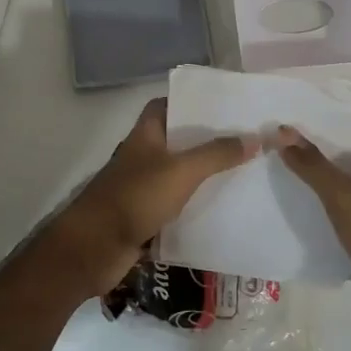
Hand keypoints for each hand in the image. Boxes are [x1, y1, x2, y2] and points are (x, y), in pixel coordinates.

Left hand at [45, 98, 259, 298]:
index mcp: (146, 134)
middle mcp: (143, 155)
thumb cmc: (135, 197)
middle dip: (207, 140)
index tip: (223, 107)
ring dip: (204, 175)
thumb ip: (217, 154)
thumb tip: (255, 137)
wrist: (95, 247)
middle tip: (244, 140)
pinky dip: (195, 205)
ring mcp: (142, 187)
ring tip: (244, 172)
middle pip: (177, 140)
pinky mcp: (145, 216)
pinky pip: (176, 205)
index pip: (166, 106)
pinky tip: (224, 208)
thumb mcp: (182, 171)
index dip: (191, 103)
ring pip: (178, 174)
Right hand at [278, 123, 350, 333]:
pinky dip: (334, 203)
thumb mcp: (344, 198)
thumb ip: (313, 164)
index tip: (293, 125)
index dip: (324, 124)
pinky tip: (309, 208)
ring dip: (325, 178)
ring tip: (288, 174)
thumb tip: (285, 131)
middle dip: (319, 151)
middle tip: (282, 148)